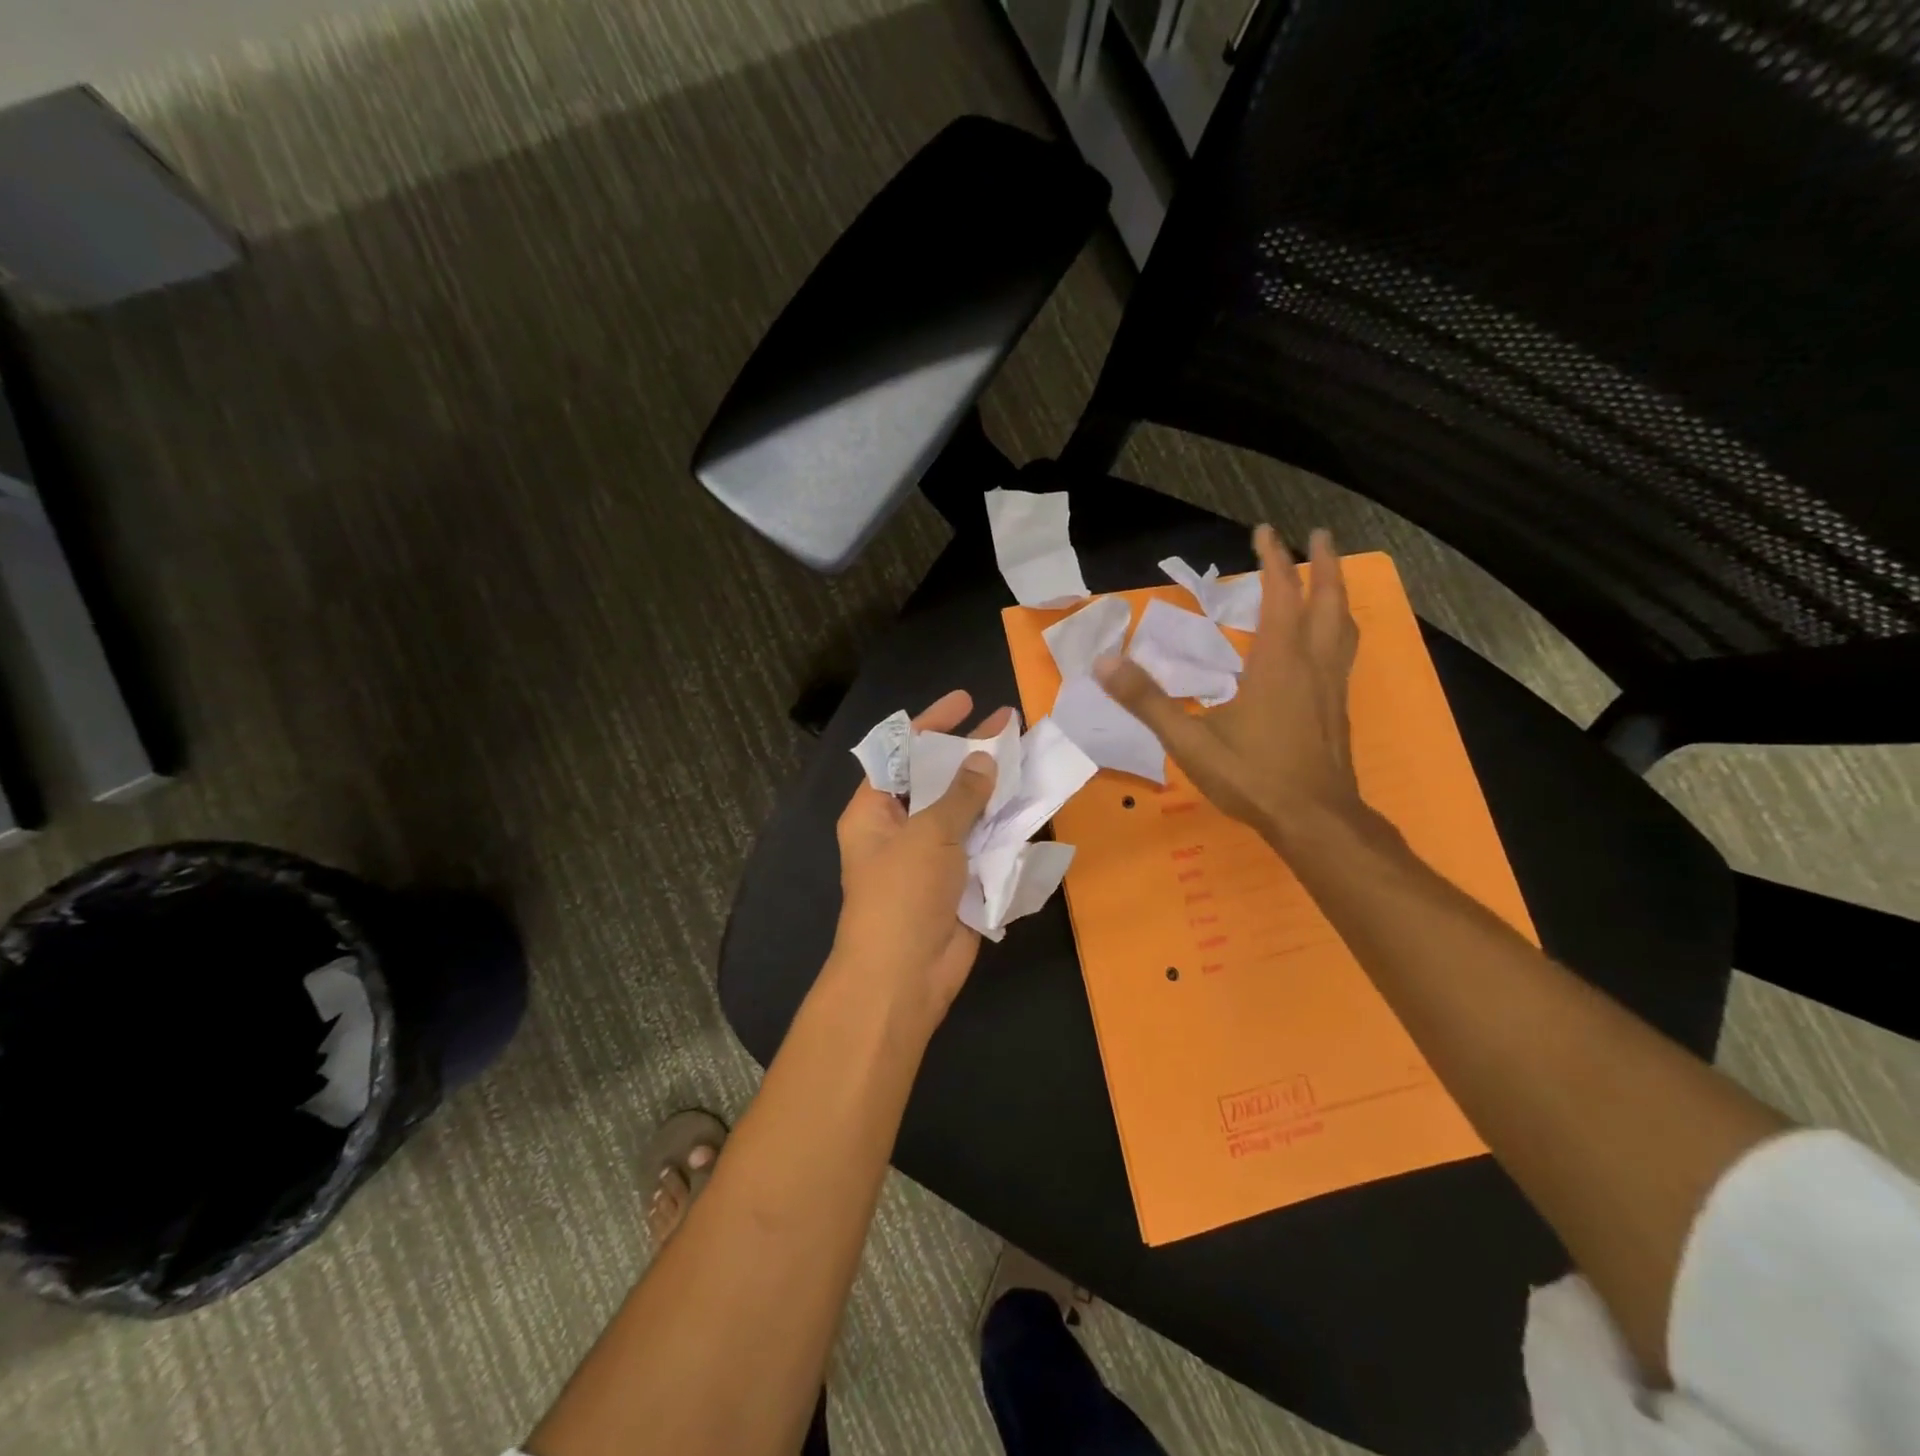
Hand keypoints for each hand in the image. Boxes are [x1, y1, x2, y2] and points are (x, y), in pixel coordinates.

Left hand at [831, 690, 1011, 1035]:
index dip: (931, 724)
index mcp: (874, 810)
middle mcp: (900, 827)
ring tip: (1027, 756)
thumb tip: (984, 759)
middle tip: (1008, 723)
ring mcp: (931, 856)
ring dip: (993, 788)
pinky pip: (982, 843)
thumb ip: (960, 795)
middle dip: (970, 752)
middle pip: (937, 779)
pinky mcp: (958, 881)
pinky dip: (1003, 825)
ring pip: (965, 811)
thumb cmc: (902, 895)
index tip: (965, 700)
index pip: (900, 753)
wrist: (904, 978)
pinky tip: (1030, 802)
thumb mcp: (929, 835)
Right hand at [1098, 526, 1361, 842]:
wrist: (1315, 822)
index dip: (1273, 560)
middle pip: (1328, 600)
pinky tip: (1325, 643)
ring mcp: (1331, 686)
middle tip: (1319, 535)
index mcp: (1278, 663)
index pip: (1280, 595)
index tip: (1264, 531)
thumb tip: (1103, 663)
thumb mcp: (1190, 741)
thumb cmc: (1253, 778)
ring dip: (1337, 594)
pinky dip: (1337, 628)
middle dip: (1322, 564)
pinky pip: (1343, 651)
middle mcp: (1313, 664)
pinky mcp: (1337, 708)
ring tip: (1329, 578)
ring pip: (1344, 625)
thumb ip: (1147, 701)